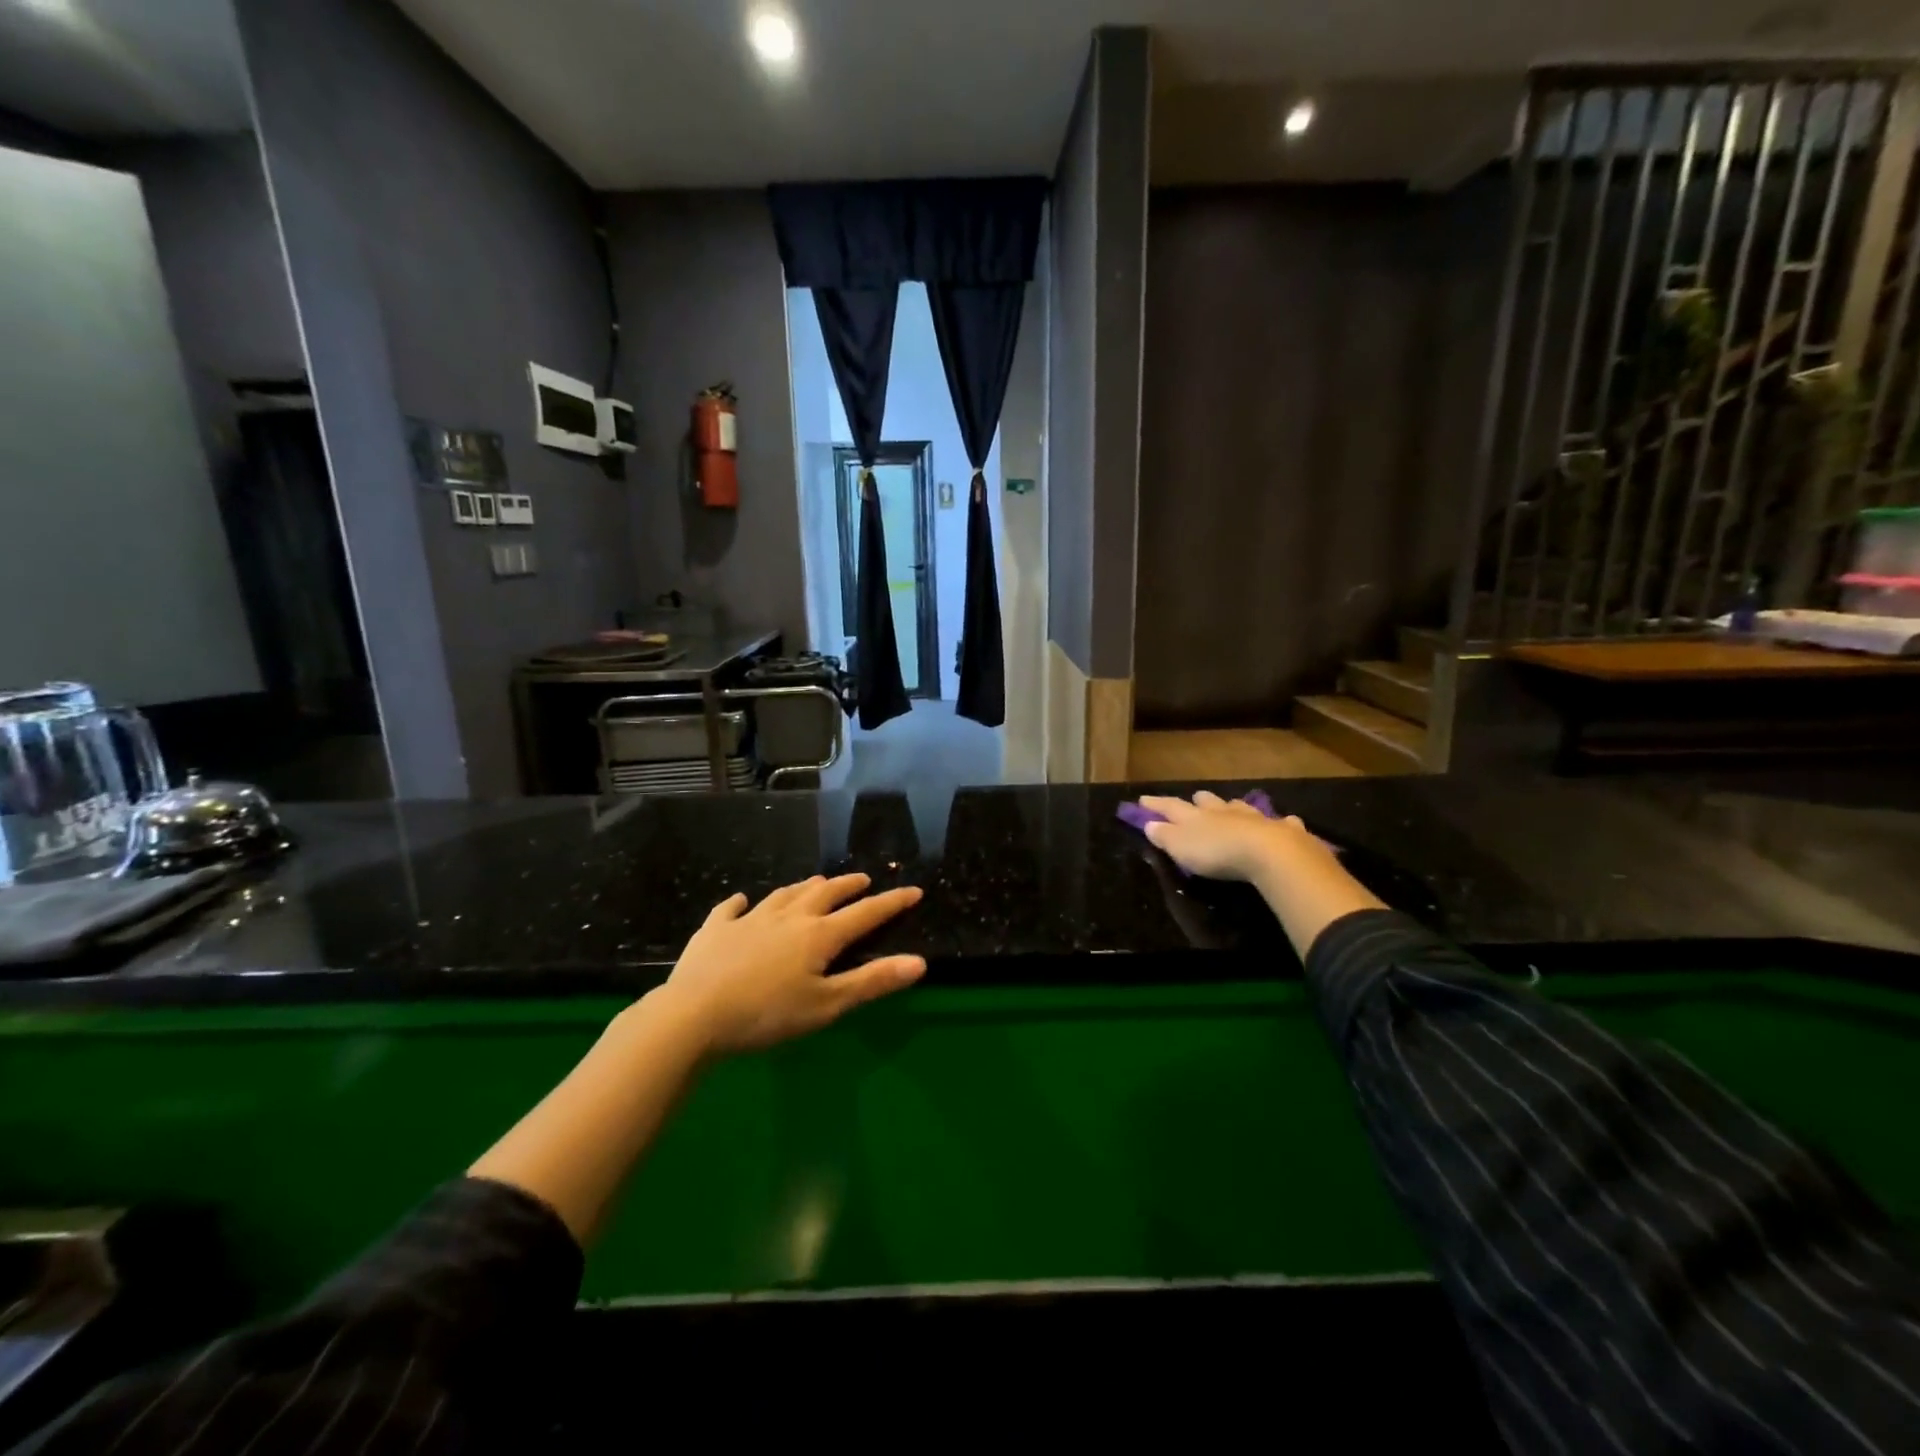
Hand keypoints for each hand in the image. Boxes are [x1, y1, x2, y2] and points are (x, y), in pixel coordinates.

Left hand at [657, 873, 925, 1055]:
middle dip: (847, 886)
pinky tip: (742, 901)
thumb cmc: (767, 1014)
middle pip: (824, 894)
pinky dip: (740, 903)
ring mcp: (749, 919)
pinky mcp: (715, 929)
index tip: (913, 890)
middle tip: (862, 879)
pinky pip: (731, 909)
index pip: (865, 913)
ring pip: (784, 895)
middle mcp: (789, 917)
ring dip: (804, 887)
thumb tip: (919, 962)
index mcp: (819, 935)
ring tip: (816, 882)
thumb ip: (872, 982)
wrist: (694, 1013)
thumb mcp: (827, 1005)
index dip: (891, 902)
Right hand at [1138, 792, 1382, 956]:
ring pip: (1241, 808)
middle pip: (1209, 802)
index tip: (1143, 799)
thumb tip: (1149, 824)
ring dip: (1235, 808)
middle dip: (1200, 801)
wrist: (1269, 852)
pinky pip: (1281, 822)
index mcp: (1196, 817)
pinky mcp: (1284, 831)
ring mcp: (1255, 818)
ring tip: (1232, 807)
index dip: (1156, 804)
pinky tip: (1286, 822)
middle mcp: (1224, 812)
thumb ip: (1164, 836)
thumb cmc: (1217, 852)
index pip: (1170, 806)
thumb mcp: (1181, 848)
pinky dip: (1280, 822)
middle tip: (1195, 798)